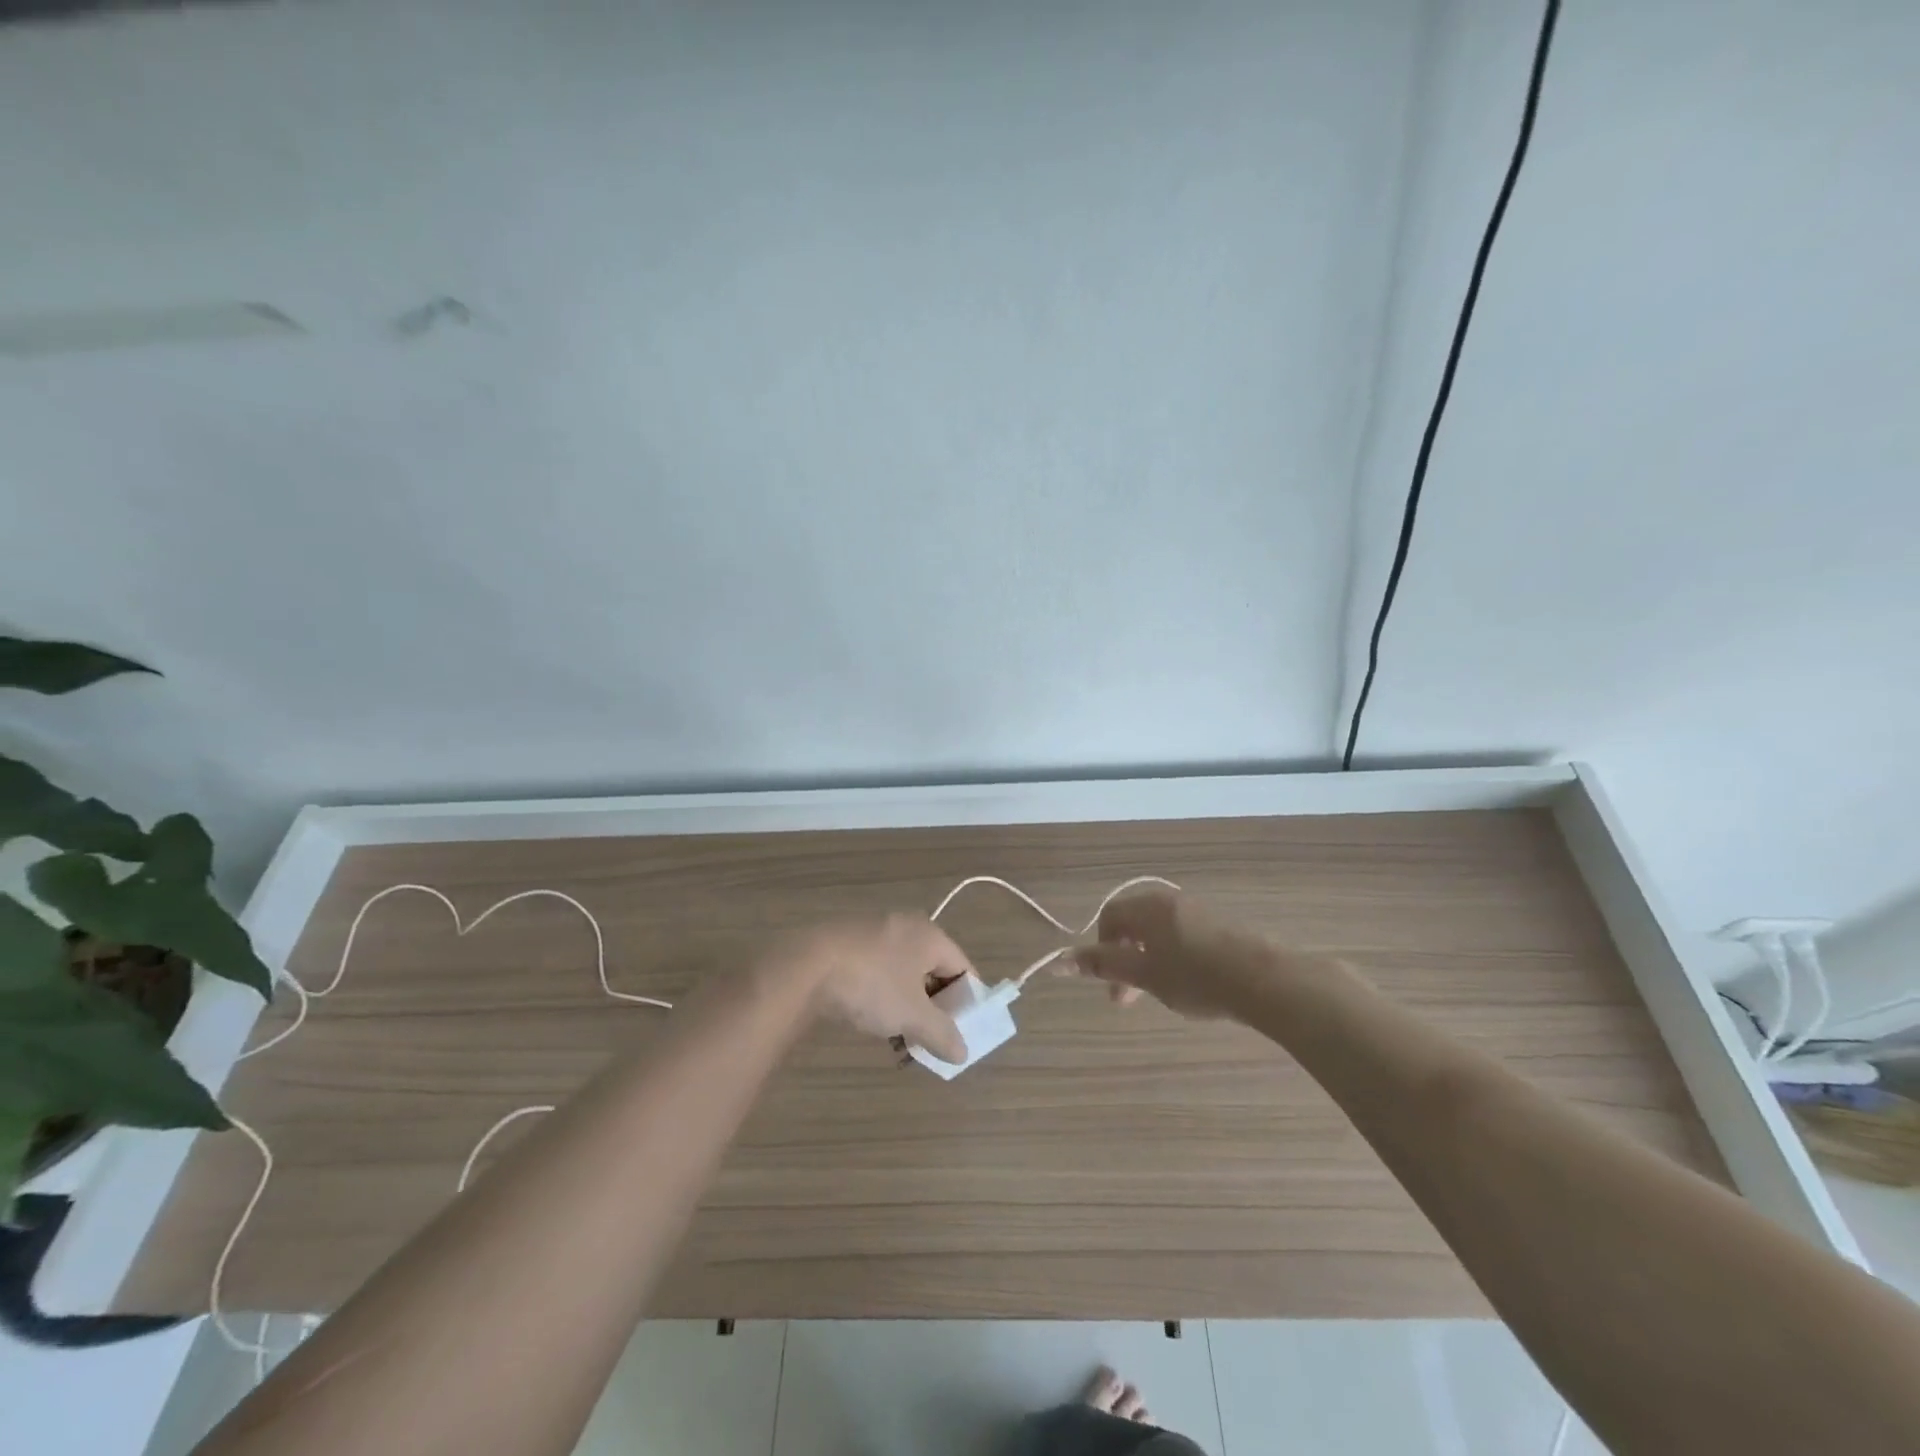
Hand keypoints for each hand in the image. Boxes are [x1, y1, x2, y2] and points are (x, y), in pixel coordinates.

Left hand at [764, 913, 971, 1062]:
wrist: (806, 965)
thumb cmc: (872, 985)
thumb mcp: (912, 1016)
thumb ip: (942, 1034)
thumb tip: (962, 1052)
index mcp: (931, 936)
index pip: (963, 968)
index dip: (967, 1003)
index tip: (961, 1034)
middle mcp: (907, 926)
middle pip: (933, 971)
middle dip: (933, 1010)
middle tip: (929, 1041)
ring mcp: (875, 931)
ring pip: (903, 975)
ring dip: (907, 1008)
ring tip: (898, 1042)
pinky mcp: (848, 942)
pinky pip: (879, 971)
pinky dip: (883, 997)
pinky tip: (871, 1022)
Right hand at [1066, 887, 1273, 1020]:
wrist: (1265, 981)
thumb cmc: (1195, 978)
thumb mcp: (1144, 975)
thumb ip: (1103, 965)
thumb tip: (1058, 960)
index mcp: (1148, 907)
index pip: (1109, 917)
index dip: (1101, 949)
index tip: (1111, 983)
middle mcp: (1169, 901)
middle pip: (1133, 924)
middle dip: (1124, 960)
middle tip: (1128, 999)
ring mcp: (1197, 911)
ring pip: (1158, 933)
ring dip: (1148, 962)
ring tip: (1159, 995)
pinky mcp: (1220, 926)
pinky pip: (1182, 936)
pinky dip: (1172, 958)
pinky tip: (1188, 985)